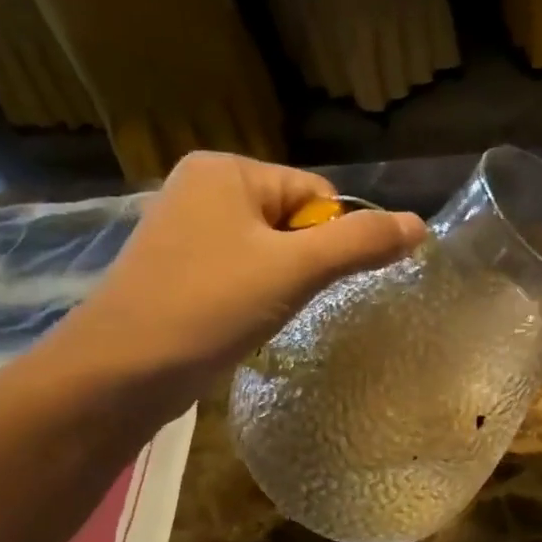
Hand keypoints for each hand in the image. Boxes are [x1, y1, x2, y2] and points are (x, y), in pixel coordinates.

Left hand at [46, 153, 424, 417]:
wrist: (120, 372)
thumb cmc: (209, 306)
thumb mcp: (295, 269)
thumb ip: (361, 243)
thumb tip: (421, 226)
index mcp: (228, 169)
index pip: (317, 194)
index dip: (332, 240)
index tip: (314, 282)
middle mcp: (204, 187)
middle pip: (295, 220)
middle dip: (305, 264)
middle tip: (285, 301)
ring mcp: (186, 229)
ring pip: (270, 251)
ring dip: (282, 284)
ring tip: (262, 314)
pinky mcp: (179, 269)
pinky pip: (243, 271)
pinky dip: (255, 296)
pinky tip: (242, 322)